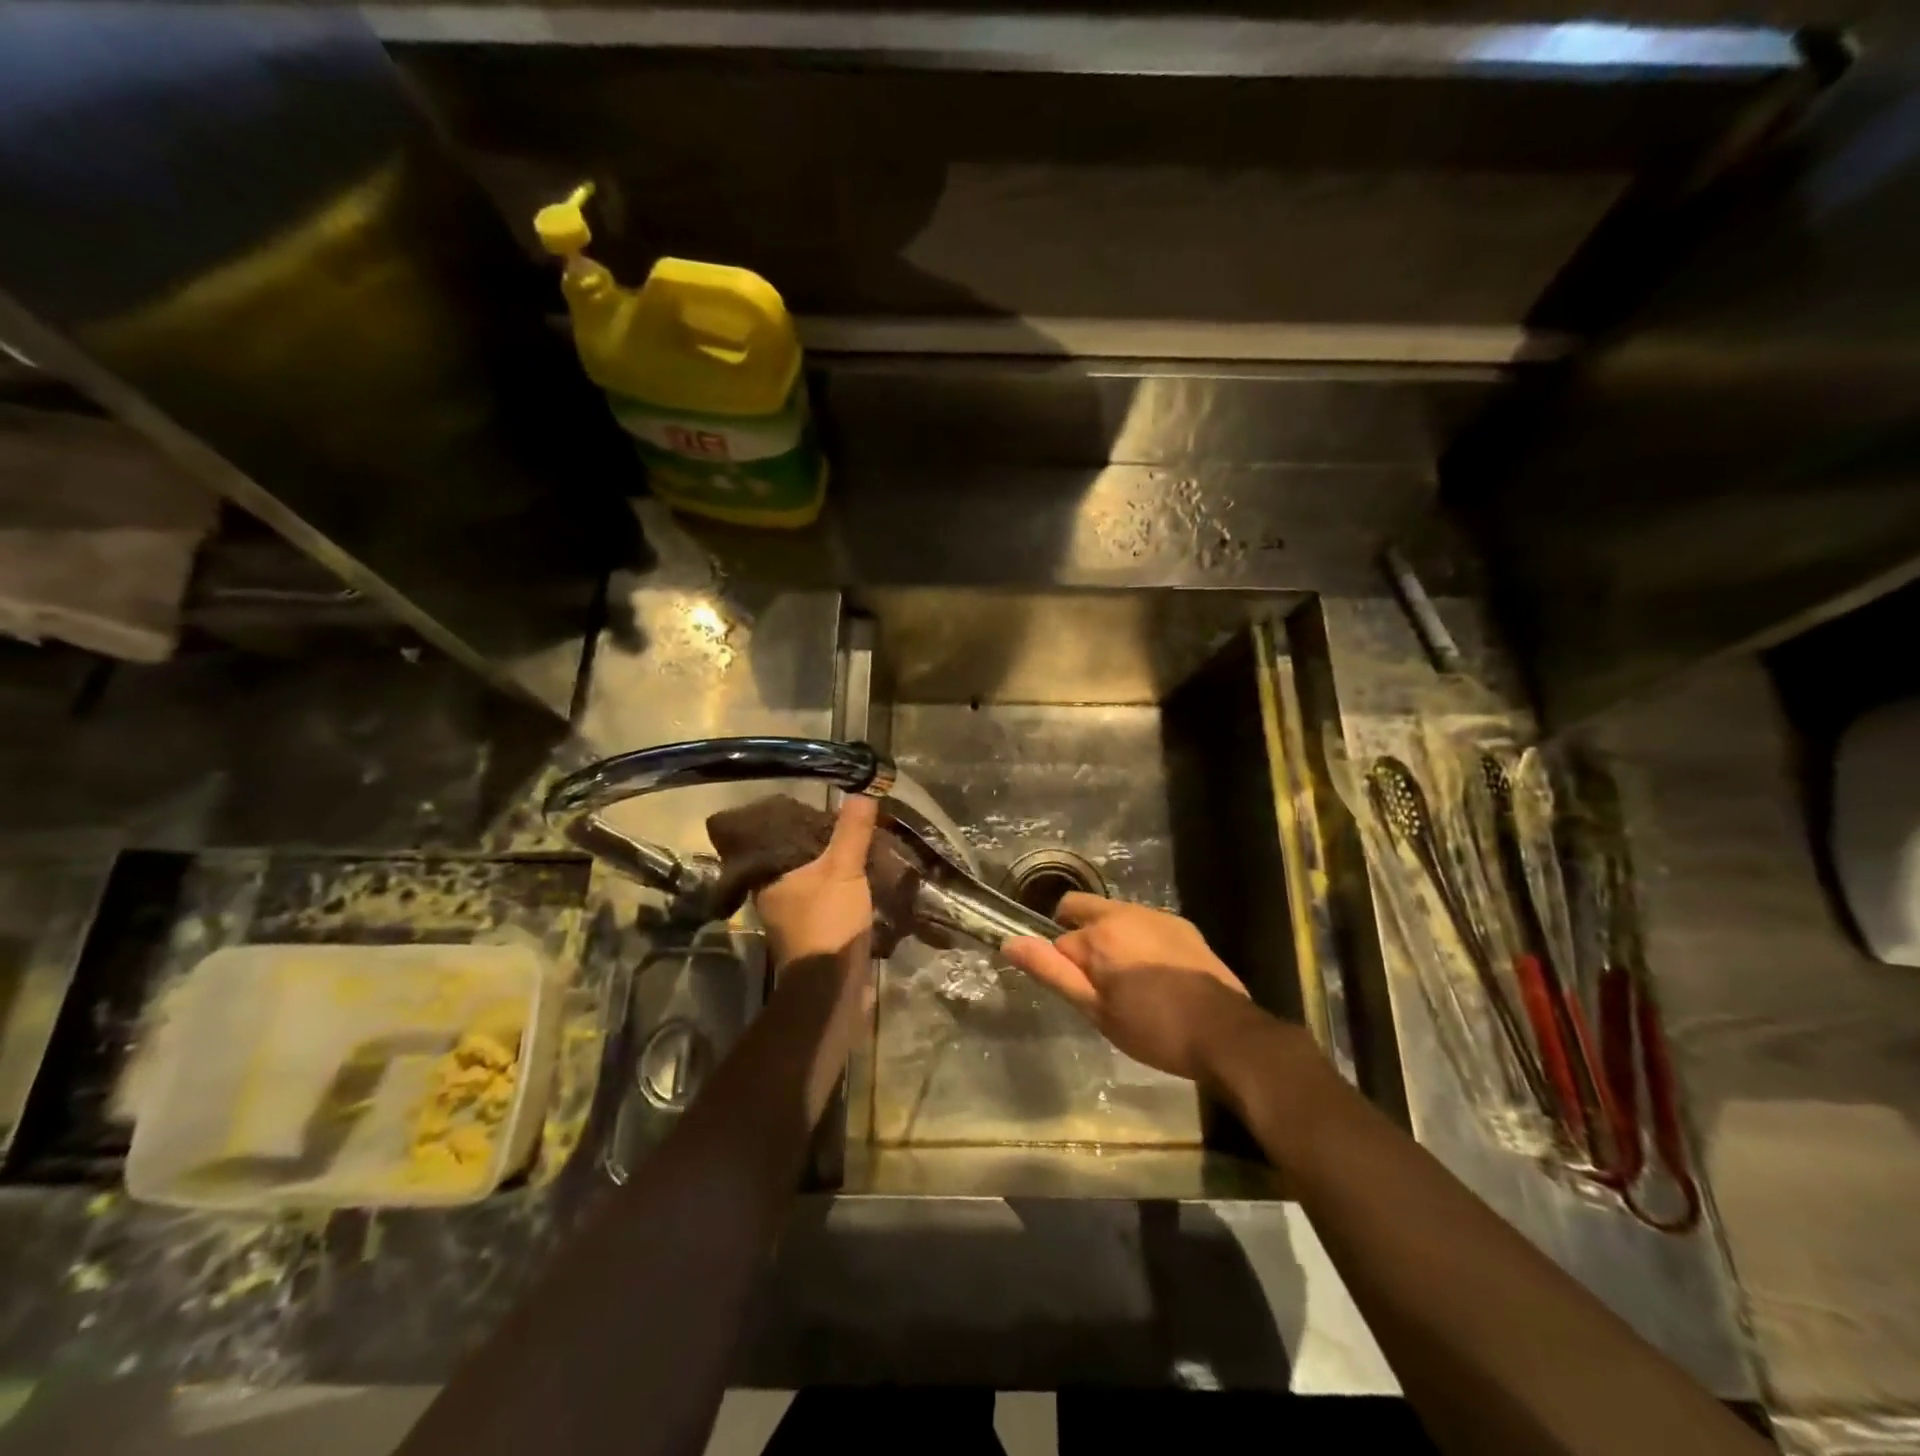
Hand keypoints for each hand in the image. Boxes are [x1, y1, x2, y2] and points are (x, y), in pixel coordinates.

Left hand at [753, 794, 877, 969]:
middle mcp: (774, 896)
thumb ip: (851, 831)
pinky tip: (863, 881)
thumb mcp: (843, 869)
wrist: (833, 987)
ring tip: (860, 848)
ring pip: (814, 882)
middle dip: (822, 845)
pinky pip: (827, 901)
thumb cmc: (828, 922)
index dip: (800, 821)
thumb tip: (862, 793)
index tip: (823, 809)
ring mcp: (793, 919)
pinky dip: (842, 891)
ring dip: (834, 870)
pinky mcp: (813, 936)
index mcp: (769, 878)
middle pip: (798, 860)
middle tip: (848, 826)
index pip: (778, 838)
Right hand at [1003, 894, 1255, 1082]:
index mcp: (1098, 933)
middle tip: (1095, 979)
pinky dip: (1137, 939)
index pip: (1058, 940)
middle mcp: (1124, 911)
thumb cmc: (1153, 1029)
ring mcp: (1156, 915)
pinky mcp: (1181, 924)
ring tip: (1128, 981)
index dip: (1062, 967)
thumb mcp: (1095, 1009)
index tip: (1079, 993)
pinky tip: (1155, 974)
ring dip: (1109, 936)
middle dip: (1077, 934)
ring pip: (1113, 914)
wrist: (1226, 1034)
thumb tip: (1009, 942)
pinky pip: (1143, 922)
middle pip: (1080, 908)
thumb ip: (1051, 971)